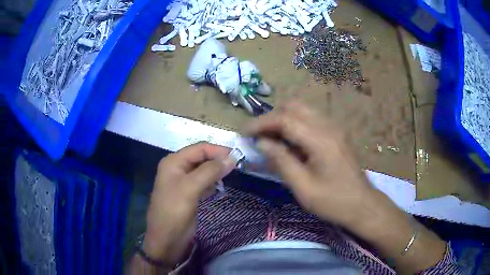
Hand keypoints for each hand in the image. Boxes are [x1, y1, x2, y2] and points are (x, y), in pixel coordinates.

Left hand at [142, 142, 236, 265]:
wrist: (166, 241)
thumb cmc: (174, 212)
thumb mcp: (190, 189)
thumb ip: (210, 171)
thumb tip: (232, 158)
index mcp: (174, 162)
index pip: (199, 148)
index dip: (218, 150)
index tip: (238, 157)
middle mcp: (178, 168)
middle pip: (202, 158)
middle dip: (219, 161)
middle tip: (238, 167)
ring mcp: (183, 182)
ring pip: (204, 170)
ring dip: (217, 171)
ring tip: (233, 175)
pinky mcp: (189, 194)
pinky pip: (204, 183)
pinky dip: (213, 183)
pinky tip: (220, 187)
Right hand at [246, 102, 447, 273]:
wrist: (362, 205)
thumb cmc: (333, 201)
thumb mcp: (303, 188)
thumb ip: (281, 161)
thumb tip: (262, 143)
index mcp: (321, 140)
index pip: (285, 119)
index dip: (261, 123)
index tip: (244, 133)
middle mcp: (328, 126)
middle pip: (294, 106)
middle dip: (272, 117)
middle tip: (258, 135)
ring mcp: (335, 127)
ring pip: (303, 110)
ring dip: (283, 118)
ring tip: (271, 137)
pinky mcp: (337, 133)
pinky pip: (311, 119)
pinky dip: (295, 124)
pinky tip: (290, 141)